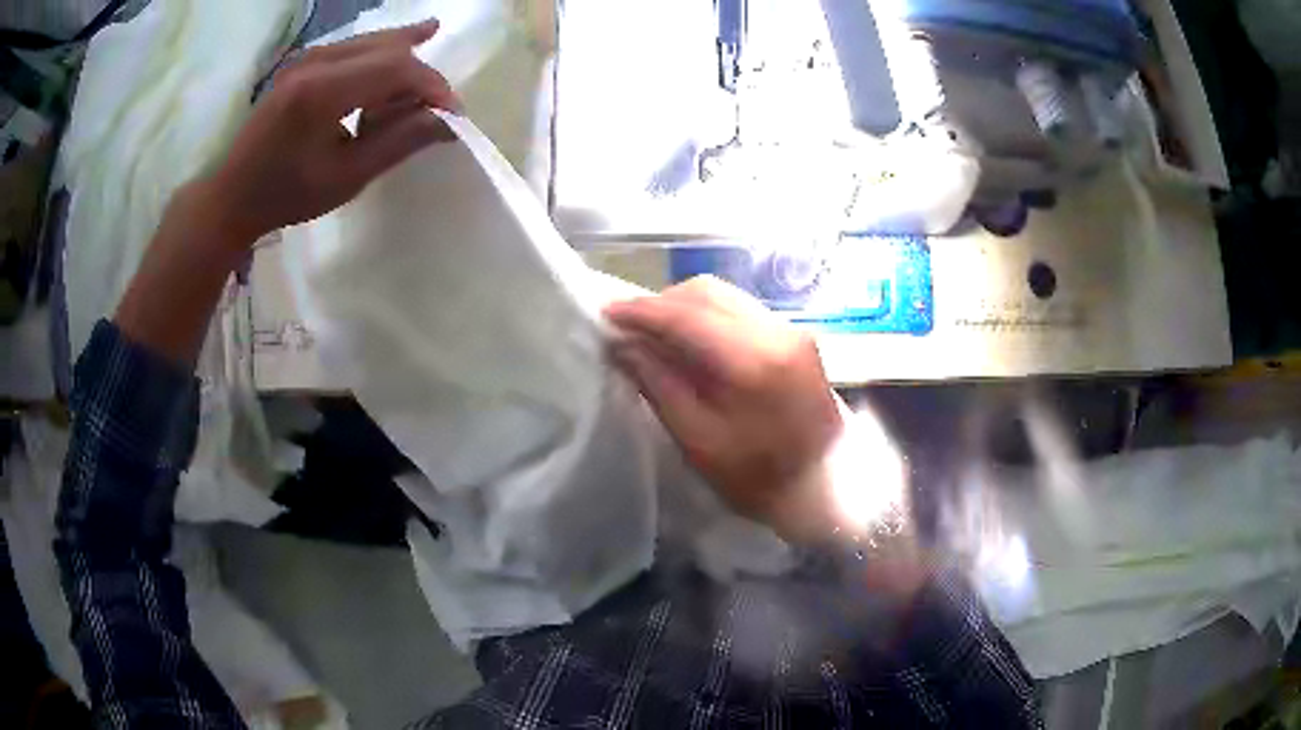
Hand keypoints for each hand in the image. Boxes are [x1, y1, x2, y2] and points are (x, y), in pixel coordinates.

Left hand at [203, 19, 458, 243]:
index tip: (452, 116)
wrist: (232, 196)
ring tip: (428, 76)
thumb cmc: (285, 195)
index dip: (432, 87)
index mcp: (321, 92)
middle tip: (437, 108)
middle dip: (420, 74)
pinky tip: (408, 42)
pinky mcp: (303, 62)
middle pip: (388, 48)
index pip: (396, 68)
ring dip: (404, 60)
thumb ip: (397, 143)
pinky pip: (355, 47)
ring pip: (373, 42)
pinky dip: (382, 55)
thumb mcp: (345, 178)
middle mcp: (316, 61)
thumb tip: (447, 122)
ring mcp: (307, 57)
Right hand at [605, 276, 844, 541]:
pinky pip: (741, 310)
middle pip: (706, 292)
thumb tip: (623, 345)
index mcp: (754, 359)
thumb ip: (659, 385)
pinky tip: (692, 342)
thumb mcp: (699, 441)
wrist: (829, 488)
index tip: (605, 313)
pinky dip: (708, 317)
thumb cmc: (760, 479)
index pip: (686, 314)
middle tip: (628, 329)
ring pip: (724, 296)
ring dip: (684, 308)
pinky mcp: (796, 336)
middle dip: (661, 304)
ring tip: (655, 336)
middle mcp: (776, 330)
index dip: (641, 310)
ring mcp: (791, 329)